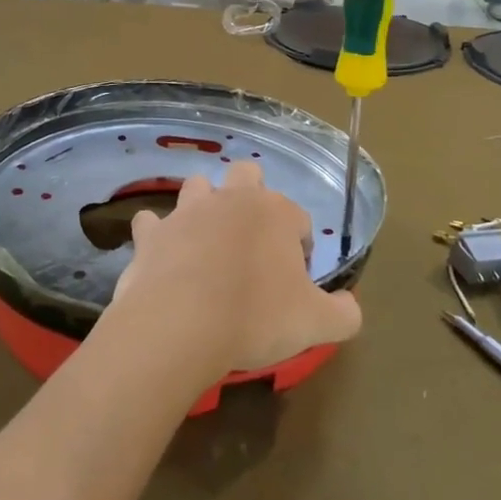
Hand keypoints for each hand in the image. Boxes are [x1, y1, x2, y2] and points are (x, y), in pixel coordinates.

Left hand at [112, 163, 362, 378]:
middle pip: (247, 175)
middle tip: (252, 242)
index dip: (300, 247)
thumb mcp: (317, 324)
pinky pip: (151, 223)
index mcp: (274, 213)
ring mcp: (186, 212)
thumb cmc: (256, 317)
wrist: (180, 325)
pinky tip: (162, 256)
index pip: (298, 218)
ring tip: (207, 243)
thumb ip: (344, 313)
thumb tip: (349, 305)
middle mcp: (231, 200)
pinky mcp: (151, 233)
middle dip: (252, 196)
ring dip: (203, 206)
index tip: (293, 282)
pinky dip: (157, 235)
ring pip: (197, 186)